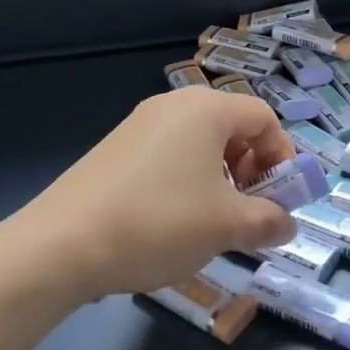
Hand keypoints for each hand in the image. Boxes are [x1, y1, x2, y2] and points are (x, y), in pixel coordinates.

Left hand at [14, 88, 299, 301]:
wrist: (62, 244)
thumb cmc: (159, 223)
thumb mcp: (226, 226)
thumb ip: (268, 221)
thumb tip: (287, 224)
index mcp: (205, 109)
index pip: (264, 117)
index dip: (283, 156)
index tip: (281, 198)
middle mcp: (172, 105)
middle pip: (232, 127)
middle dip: (252, 169)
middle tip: (249, 212)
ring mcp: (138, 125)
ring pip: (199, 144)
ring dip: (221, 179)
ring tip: (213, 222)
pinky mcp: (115, 149)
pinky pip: (168, 155)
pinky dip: (186, 181)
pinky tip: (173, 222)